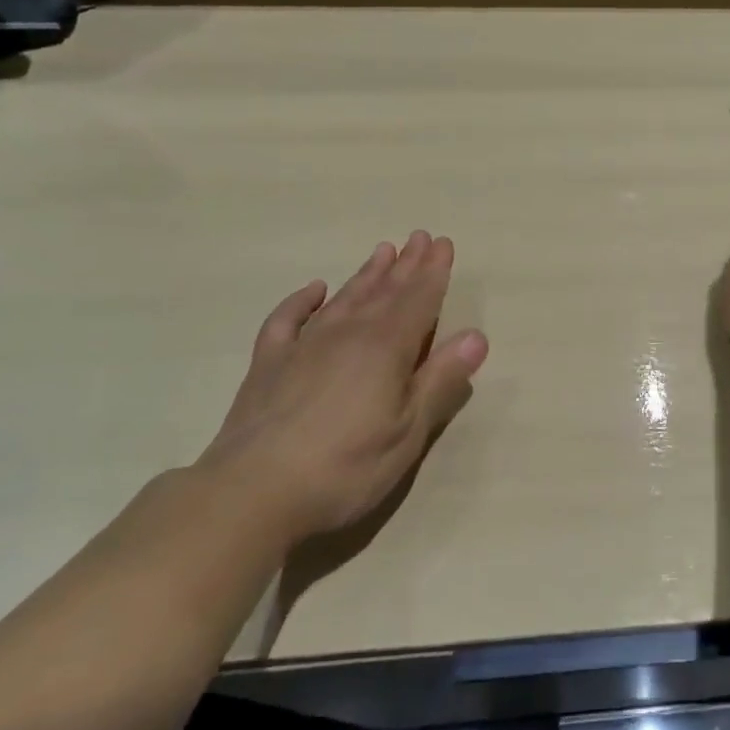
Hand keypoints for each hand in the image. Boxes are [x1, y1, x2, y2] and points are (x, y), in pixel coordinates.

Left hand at [199, 231, 488, 544]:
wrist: (251, 493)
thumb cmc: (345, 467)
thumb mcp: (408, 432)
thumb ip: (441, 380)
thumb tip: (477, 336)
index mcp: (386, 348)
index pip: (418, 300)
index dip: (434, 272)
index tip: (443, 243)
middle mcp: (348, 334)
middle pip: (384, 291)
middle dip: (406, 264)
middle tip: (419, 237)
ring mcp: (304, 345)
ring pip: (344, 298)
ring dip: (366, 274)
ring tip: (383, 250)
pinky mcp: (268, 363)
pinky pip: (287, 319)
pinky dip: (302, 301)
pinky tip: (314, 289)